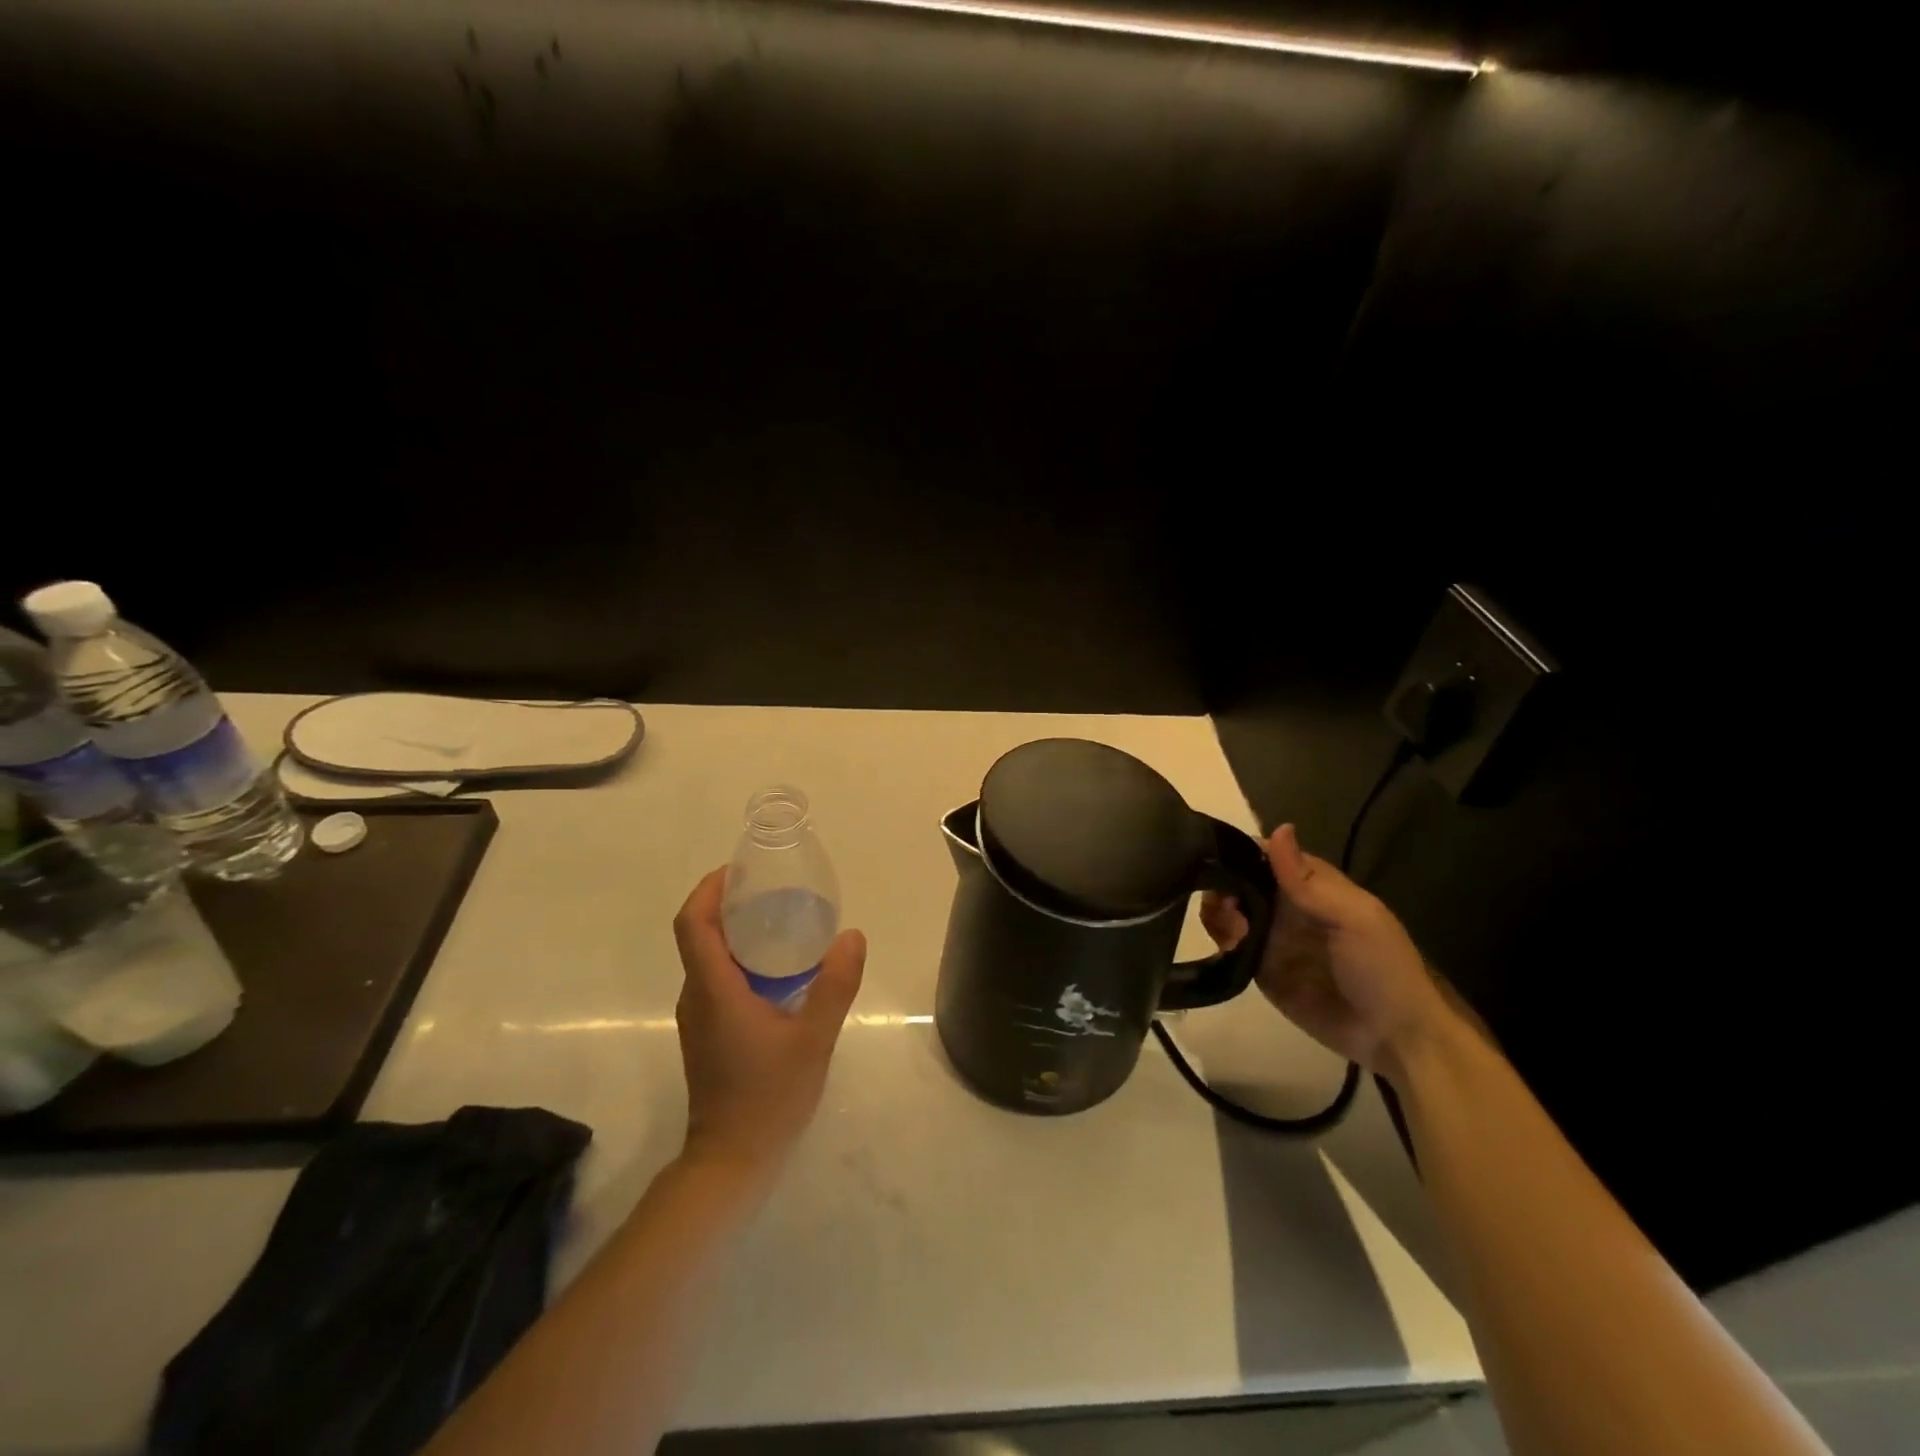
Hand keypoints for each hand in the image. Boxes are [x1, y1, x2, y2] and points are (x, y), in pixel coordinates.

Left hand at [672, 868, 866, 1183]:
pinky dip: (740, 958)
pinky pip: (717, 978)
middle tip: (772, 888)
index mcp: (713, 989)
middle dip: (727, 903)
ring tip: (781, 919)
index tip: (739, 870)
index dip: (708, 889)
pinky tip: (780, 968)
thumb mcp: (813, 1038)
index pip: (693, 923)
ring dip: (735, 931)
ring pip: (708, 957)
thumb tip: (852, 936)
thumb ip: (835, 985)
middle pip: (699, 934)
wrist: (731, 1162)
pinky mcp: (708, 1033)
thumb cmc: (768, 1097)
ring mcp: (699, 1017)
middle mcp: (697, 996)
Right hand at [1200, 825, 1450, 1080]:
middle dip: (1222, 885)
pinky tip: (1227, 944)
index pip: (1266, 855)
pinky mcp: (1259, 968)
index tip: (1217, 858)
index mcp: (1311, 885)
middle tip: (1226, 904)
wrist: (1393, 1037)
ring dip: (1218, 912)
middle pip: (1239, 881)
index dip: (1240, 852)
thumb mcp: (1354, 917)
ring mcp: (1271, 938)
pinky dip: (1219, 939)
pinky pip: (1229, 946)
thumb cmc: (1381, 967)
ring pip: (1229, 912)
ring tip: (1232, 929)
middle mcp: (1285, 907)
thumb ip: (1308, 879)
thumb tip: (1279, 827)